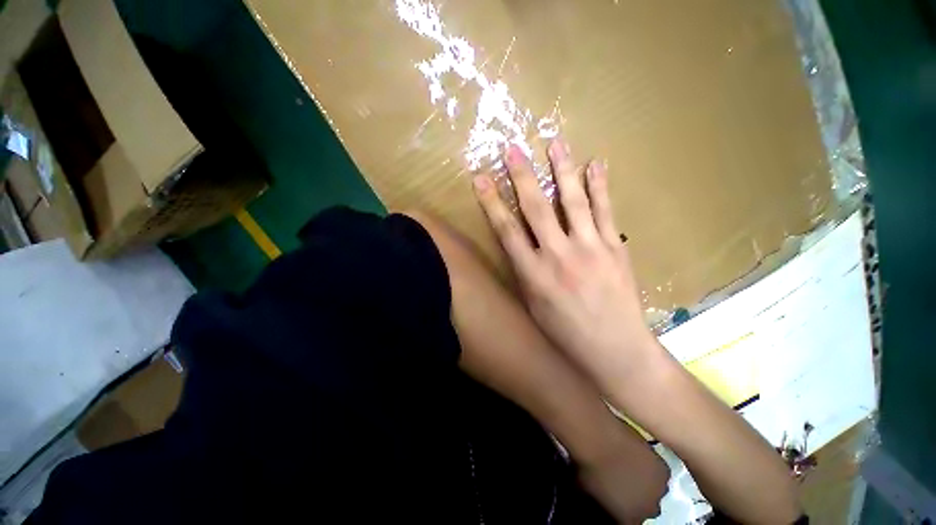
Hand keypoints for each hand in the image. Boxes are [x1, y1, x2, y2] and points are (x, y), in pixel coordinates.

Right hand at [473, 140, 659, 380]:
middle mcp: (558, 255)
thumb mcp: (533, 306)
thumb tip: (518, 245)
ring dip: (563, 170)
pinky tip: (596, 164)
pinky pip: (605, 210)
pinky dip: (600, 185)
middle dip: (522, 176)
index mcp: (533, 274)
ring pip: (572, 201)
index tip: (480, 178)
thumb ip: (524, 272)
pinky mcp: (614, 247)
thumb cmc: (566, 333)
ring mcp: (589, 248)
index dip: (491, 202)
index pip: (506, 229)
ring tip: (556, 143)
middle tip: (513, 149)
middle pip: (536, 208)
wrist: (615, 349)